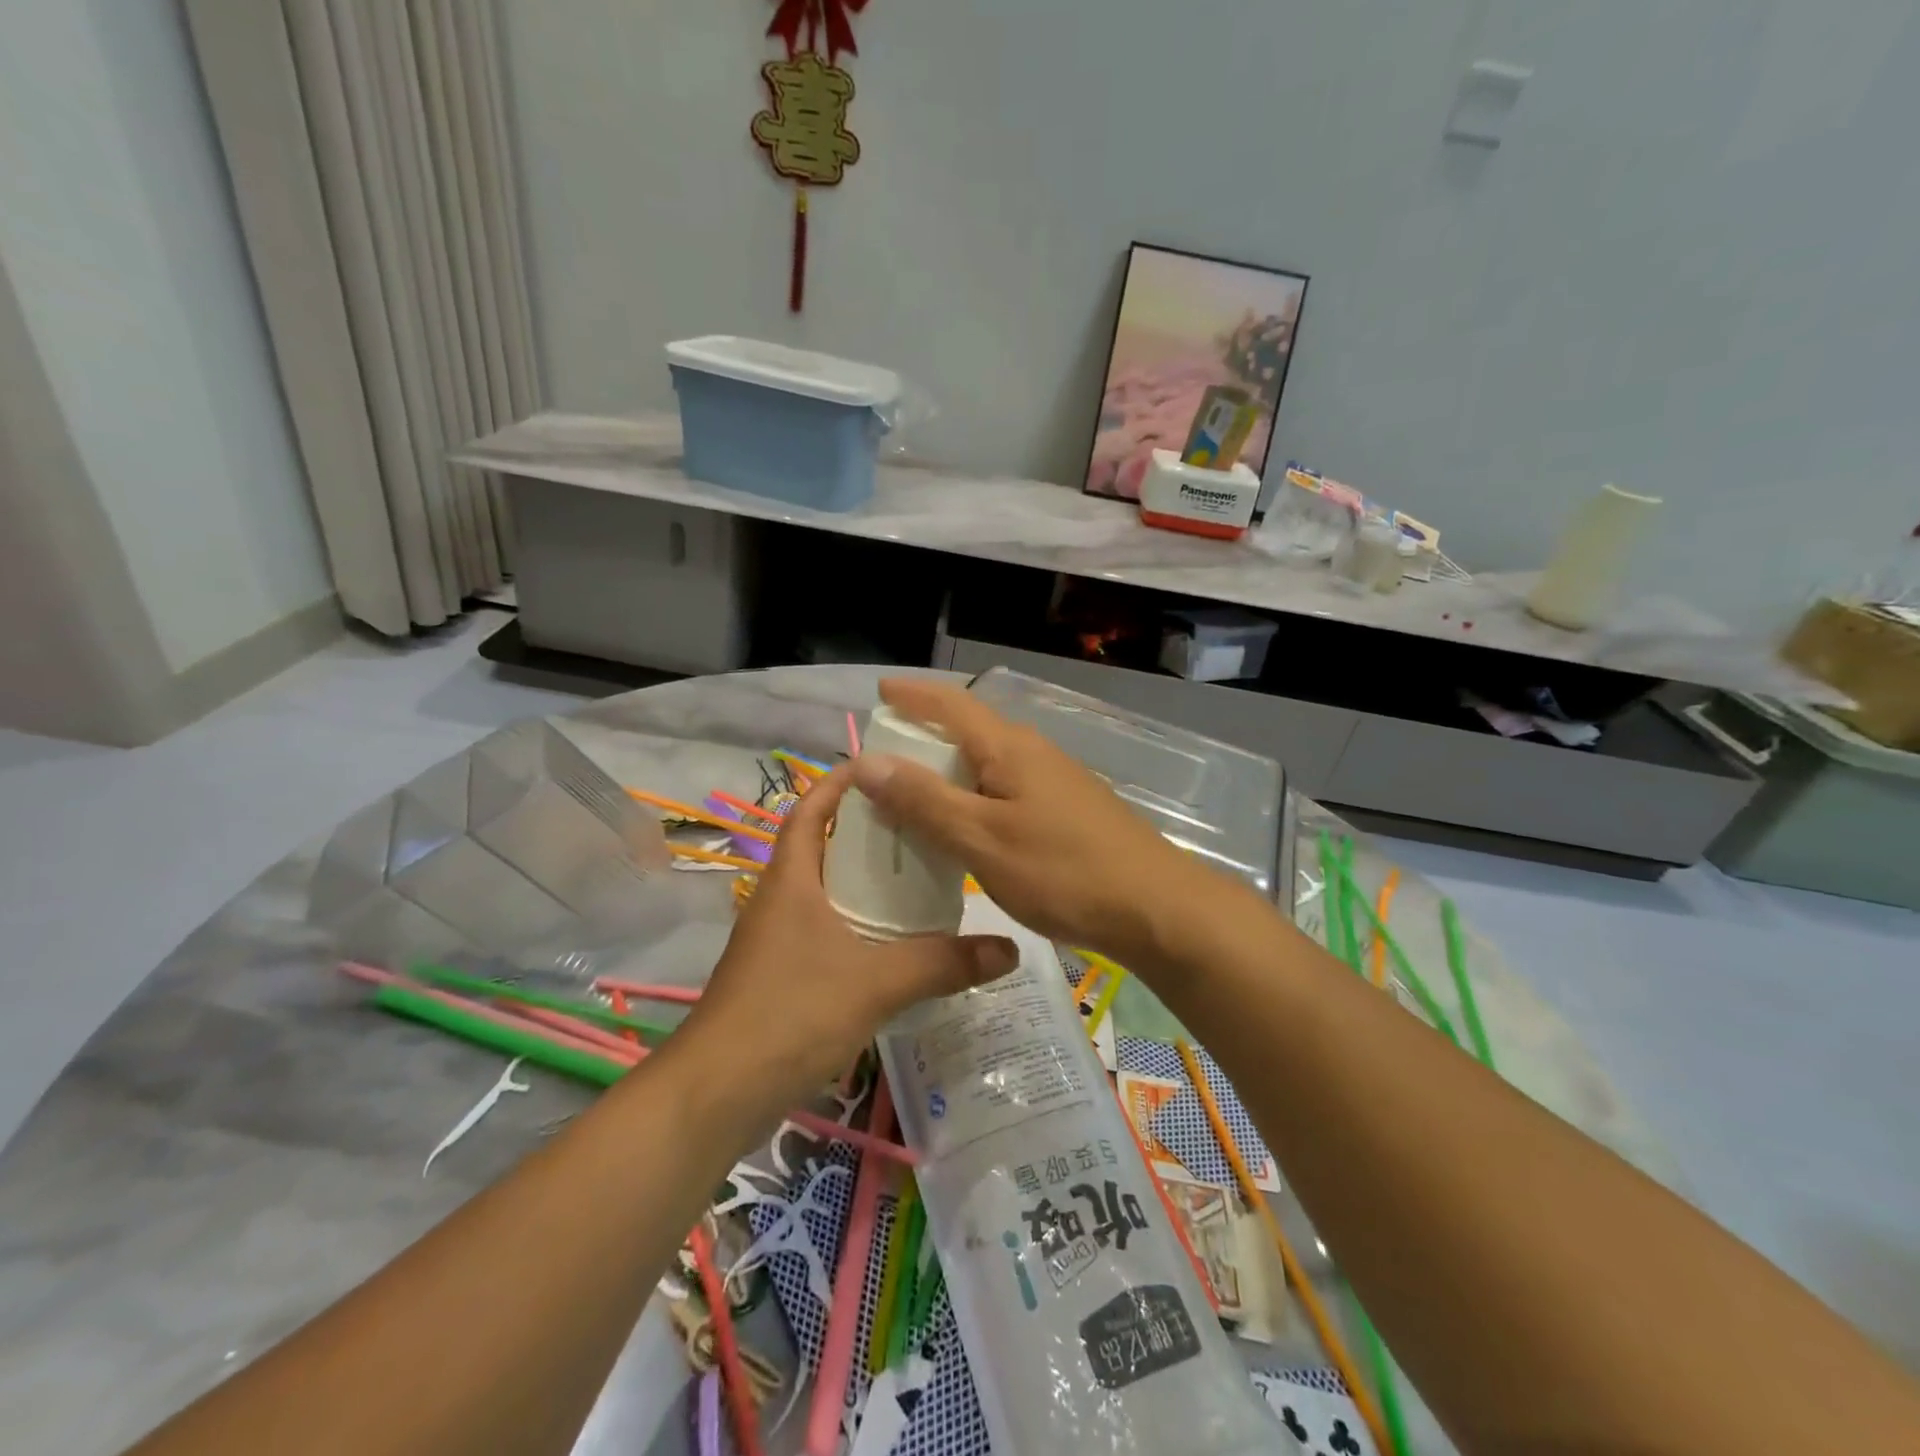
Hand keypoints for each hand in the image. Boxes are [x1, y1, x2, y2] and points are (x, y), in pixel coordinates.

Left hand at [677, 763, 1017, 1118]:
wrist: (718, 1093)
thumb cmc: (791, 1013)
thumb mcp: (876, 983)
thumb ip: (943, 963)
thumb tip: (1009, 949)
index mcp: (791, 879)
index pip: (811, 810)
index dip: (840, 782)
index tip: (883, 768)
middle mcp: (780, 899)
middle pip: (823, 846)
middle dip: (867, 831)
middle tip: (922, 825)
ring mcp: (776, 939)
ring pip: (824, 891)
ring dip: (863, 881)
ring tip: (918, 878)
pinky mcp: (780, 975)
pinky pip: (824, 930)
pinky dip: (856, 924)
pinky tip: (893, 943)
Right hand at [849, 679, 1211, 963]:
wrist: (1156, 908)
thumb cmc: (1062, 871)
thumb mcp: (981, 839)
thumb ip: (924, 801)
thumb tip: (866, 761)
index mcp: (1008, 748)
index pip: (951, 704)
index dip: (912, 695)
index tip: (880, 689)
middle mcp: (1033, 753)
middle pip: (969, 730)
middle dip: (924, 735)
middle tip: (883, 758)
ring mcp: (1055, 781)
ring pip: (988, 763)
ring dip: (948, 770)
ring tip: (913, 795)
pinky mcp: (1068, 810)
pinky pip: (1006, 789)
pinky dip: (973, 797)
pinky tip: (965, 827)